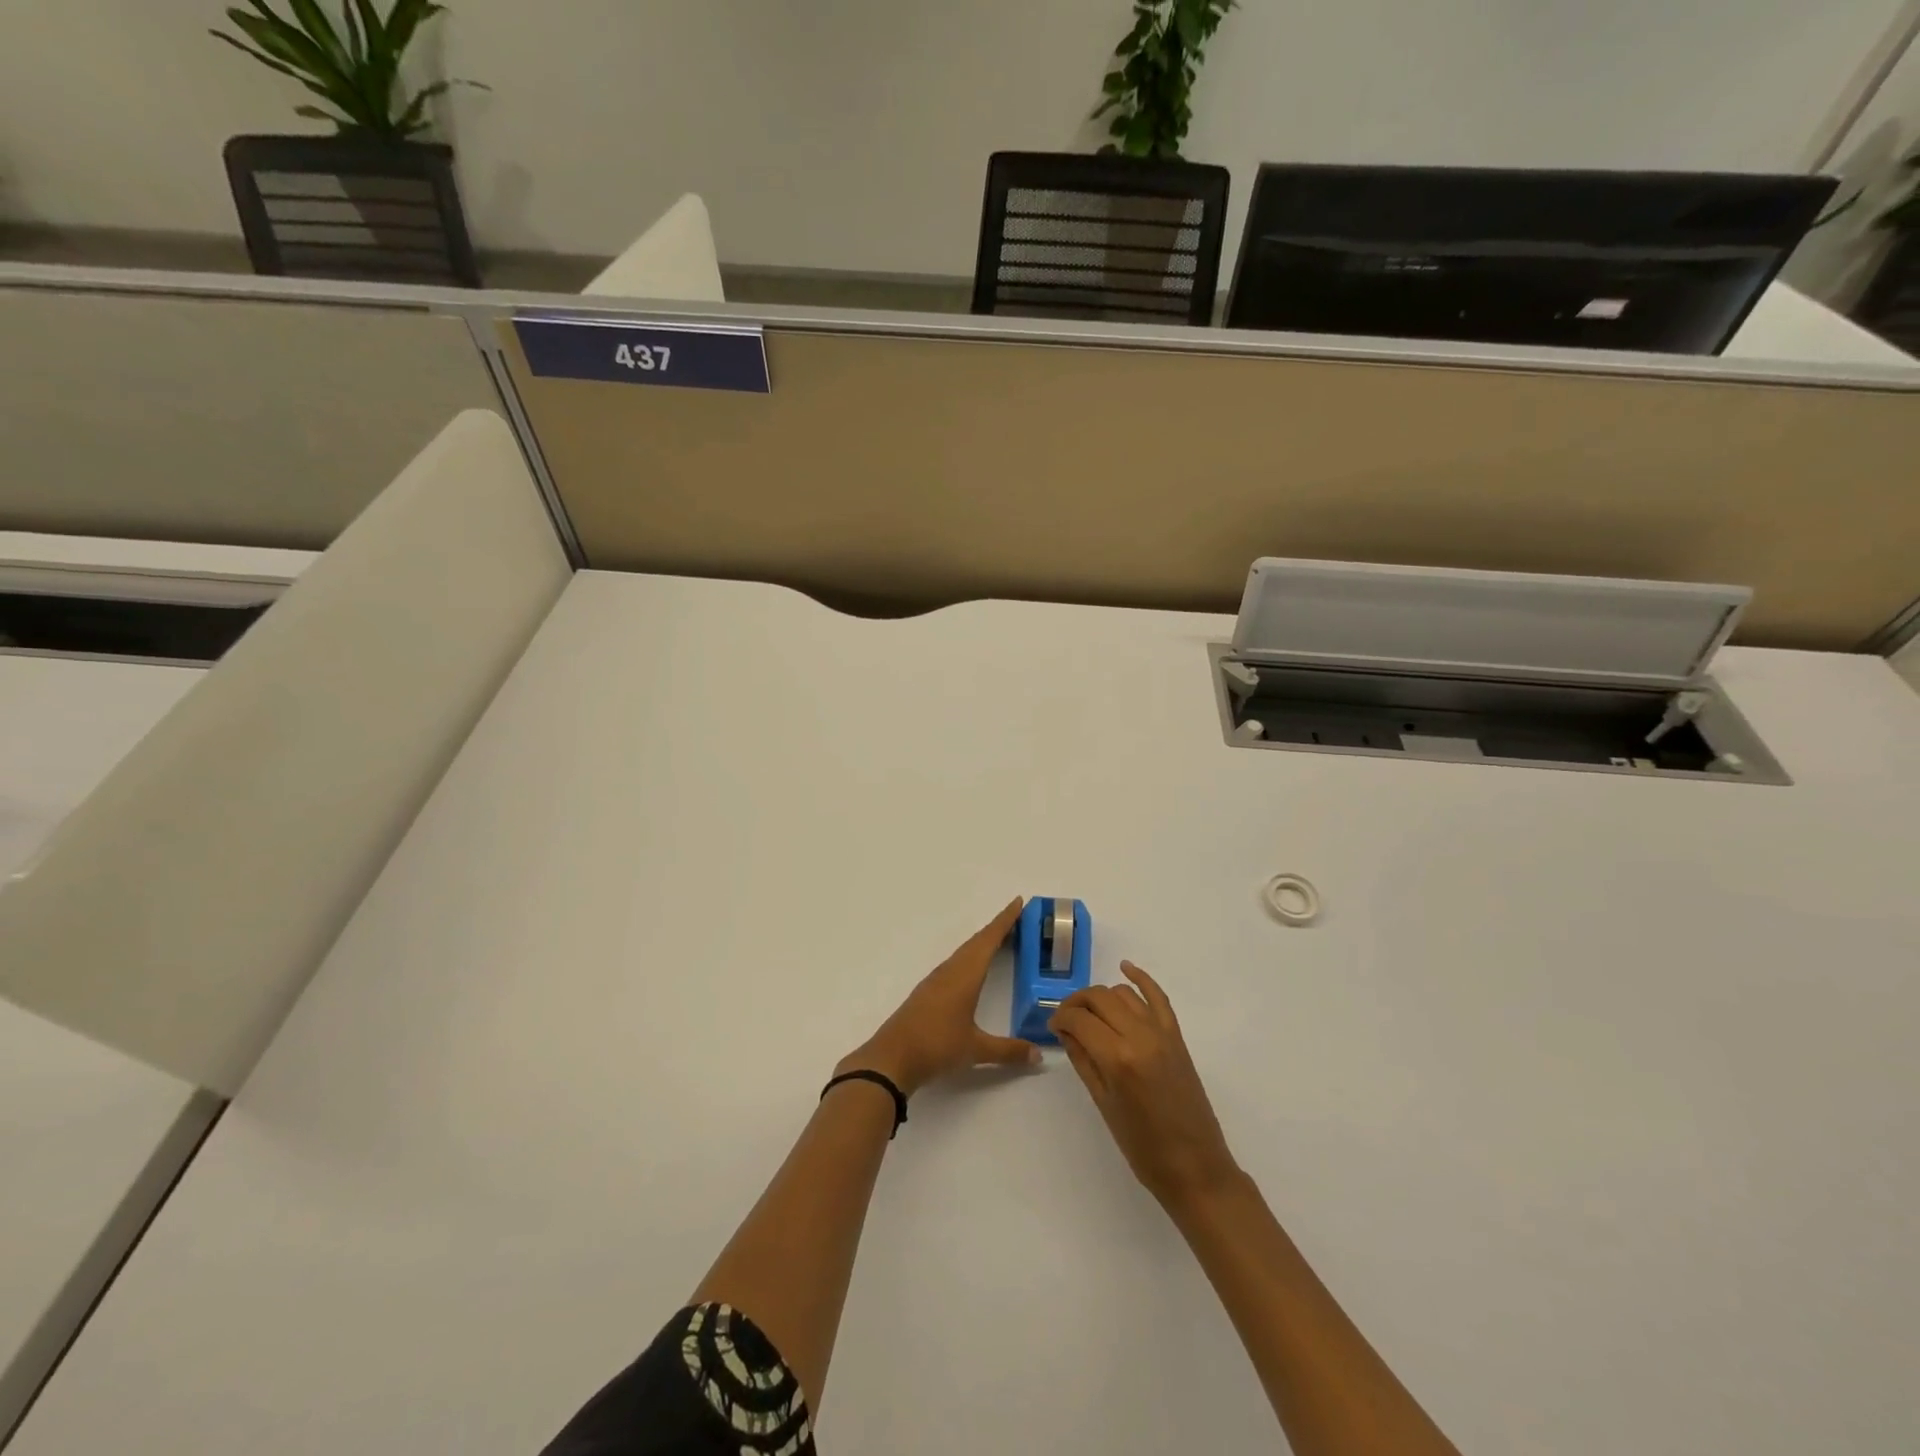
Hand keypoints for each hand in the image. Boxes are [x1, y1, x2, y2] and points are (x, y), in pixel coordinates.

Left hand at [838, 898, 1039, 1096]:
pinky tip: (972, 968)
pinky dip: (970, 957)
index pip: (989, 940)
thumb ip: (1008, 1051)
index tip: (1017, 902)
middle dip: (997, 928)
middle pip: (976, 942)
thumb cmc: (936, 1046)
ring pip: (964, 952)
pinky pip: (955, 964)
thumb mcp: (976, 1050)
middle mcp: (950, 971)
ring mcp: (936, 981)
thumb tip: (1039, 1056)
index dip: (1004, 921)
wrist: (892, 1058)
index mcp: (965, 976)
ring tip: (1000, 939)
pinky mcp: (927, 992)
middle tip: (1017, 918)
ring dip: (982, 942)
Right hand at [1049, 961, 1240, 1208]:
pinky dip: (1141, 979)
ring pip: (1123, 994)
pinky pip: (1158, 997)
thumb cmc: (1142, 1146)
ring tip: (1090, 1013)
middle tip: (1066, 1019)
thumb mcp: (1103, 1104)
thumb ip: (1083, 1061)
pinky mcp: (1177, 1036)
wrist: (1195, 1166)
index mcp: (1118, 1058)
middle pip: (1099, 998)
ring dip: (1102, 996)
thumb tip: (1066, 1031)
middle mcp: (1140, 1036)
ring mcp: (1162, 1033)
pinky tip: (1126, 968)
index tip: (1052, 1026)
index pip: (1079, 1020)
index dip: (1060, 1018)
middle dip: (1077, 1003)